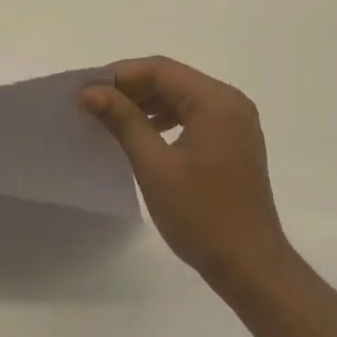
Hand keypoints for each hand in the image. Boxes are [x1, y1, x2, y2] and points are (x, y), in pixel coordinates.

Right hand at [81, 58, 291, 291]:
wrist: (250, 266)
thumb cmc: (201, 215)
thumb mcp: (154, 166)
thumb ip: (123, 120)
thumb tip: (89, 91)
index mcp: (216, 101)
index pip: (160, 70)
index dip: (119, 75)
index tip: (86, 91)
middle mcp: (230, 101)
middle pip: (172, 79)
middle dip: (131, 88)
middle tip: (93, 104)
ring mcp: (236, 121)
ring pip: (181, 96)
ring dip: (146, 103)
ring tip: (110, 118)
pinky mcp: (234, 140)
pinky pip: (194, 115)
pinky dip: (166, 118)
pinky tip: (142, 133)